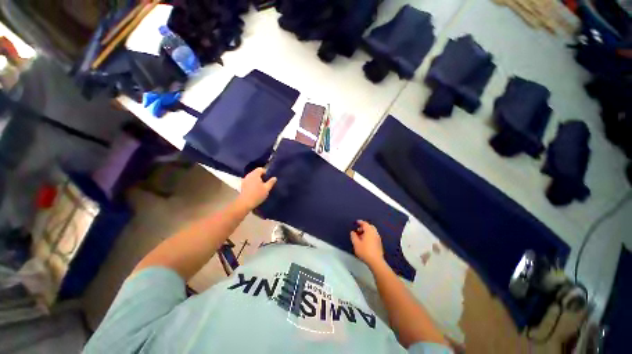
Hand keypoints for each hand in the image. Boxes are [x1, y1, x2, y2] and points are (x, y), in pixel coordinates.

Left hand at [237, 167, 276, 209]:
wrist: (245, 203)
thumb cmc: (257, 194)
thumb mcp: (267, 188)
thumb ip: (271, 182)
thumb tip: (274, 177)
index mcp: (255, 174)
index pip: (261, 169)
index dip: (266, 172)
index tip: (269, 178)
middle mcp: (249, 175)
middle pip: (256, 172)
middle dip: (262, 176)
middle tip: (267, 182)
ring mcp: (245, 180)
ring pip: (253, 177)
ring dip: (257, 179)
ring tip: (262, 186)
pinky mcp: (243, 185)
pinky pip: (249, 181)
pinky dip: (253, 182)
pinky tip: (256, 188)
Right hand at [351, 220, 384, 268]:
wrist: (376, 261)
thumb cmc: (365, 251)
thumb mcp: (356, 243)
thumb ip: (353, 236)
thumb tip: (353, 232)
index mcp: (369, 231)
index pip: (365, 223)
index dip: (360, 222)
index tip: (356, 222)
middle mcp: (375, 233)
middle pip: (370, 226)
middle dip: (364, 227)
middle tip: (358, 230)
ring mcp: (378, 238)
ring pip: (372, 231)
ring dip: (366, 231)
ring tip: (361, 236)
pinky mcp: (379, 243)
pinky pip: (374, 235)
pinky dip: (369, 235)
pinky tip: (365, 241)